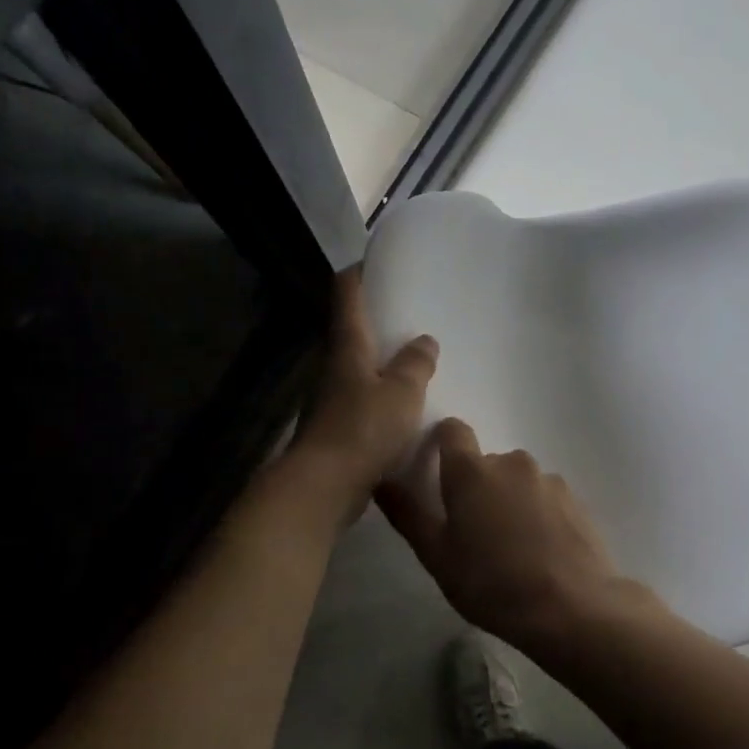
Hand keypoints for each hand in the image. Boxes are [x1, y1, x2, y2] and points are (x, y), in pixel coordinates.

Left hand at [288, 269, 437, 523]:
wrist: (325, 486)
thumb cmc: (363, 429)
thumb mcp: (401, 392)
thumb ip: (415, 364)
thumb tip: (424, 340)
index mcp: (348, 349)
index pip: (347, 298)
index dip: (358, 276)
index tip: (372, 261)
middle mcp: (335, 370)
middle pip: (352, 334)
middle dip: (376, 322)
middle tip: (409, 313)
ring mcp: (333, 401)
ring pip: (359, 371)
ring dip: (382, 363)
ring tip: (415, 360)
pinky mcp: (339, 431)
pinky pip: (365, 403)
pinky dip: (383, 397)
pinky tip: (407, 407)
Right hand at [376, 419, 641, 648]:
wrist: (571, 607)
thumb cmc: (492, 583)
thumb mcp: (437, 556)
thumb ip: (408, 514)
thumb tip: (382, 480)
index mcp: (472, 471)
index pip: (452, 430)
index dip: (441, 443)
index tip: (436, 472)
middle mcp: (512, 462)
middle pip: (485, 463)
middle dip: (476, 488)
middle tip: (473, 534)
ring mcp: (548, 479)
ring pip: (517, 481)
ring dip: (508, 501)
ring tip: (510, 548)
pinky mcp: (575, 500)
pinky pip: (545, 497)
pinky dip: (537, 514)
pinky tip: (540, 551)